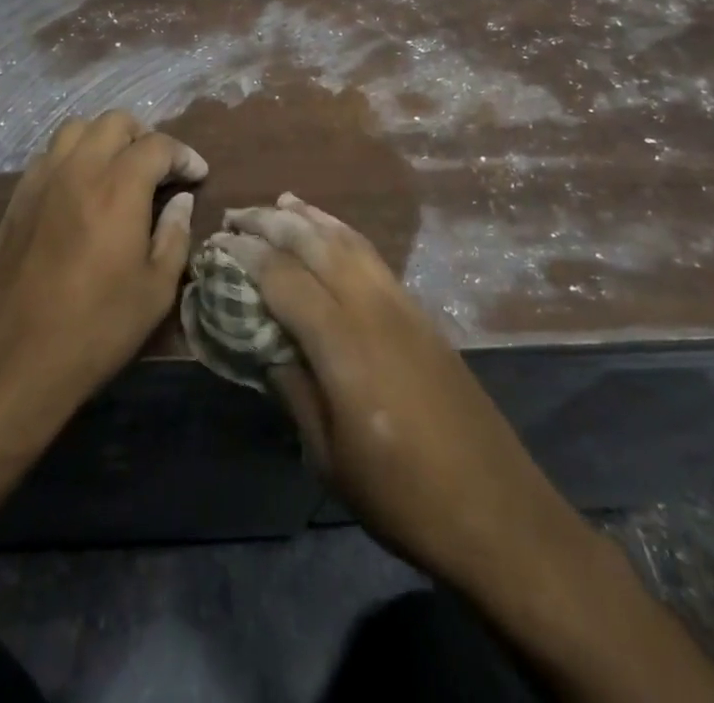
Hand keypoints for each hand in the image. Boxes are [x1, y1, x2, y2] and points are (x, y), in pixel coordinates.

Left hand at [0, 112, 205, 431]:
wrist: (13, 361)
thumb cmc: (95, 329)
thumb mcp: (156, 290)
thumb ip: (174, 235)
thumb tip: (180, 200)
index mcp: (118, 188)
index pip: (157, 144)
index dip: (184, 155)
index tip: (197, 175)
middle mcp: (78, 170)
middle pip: (114, 121)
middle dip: (144, 137)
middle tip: (159, 170)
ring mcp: (41, 180)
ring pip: (76, 129)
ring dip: (104, 139)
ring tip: (119, 171)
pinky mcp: (17, 198)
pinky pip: (48, 154)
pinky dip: (73, 156)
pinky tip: (81, 189)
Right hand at [217, 194, 596, 596]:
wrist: (498, 511)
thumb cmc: (402, 496)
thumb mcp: (328, 457)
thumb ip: (292, 388)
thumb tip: (262, 343)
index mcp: (343, 344)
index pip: (283, 277)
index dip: (246, 255)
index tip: (216, 243)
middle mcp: (372, 308)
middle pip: (314, 244)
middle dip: (271, 222)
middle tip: (235, 216)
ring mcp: (401, 304)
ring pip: (348, 240)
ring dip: (310, 217)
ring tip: (278, 202)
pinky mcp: (420, 312)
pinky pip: (372, 255)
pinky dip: (343, 232)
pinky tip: (330, 233)